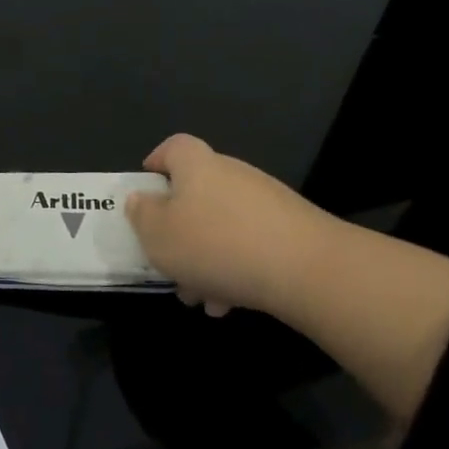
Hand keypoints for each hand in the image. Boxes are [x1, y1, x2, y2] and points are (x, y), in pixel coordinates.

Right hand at [124, 134, 337, 316]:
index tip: (146, 187)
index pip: (174, 146)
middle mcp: (233, 175)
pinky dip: (236, 268)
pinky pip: (251, 244)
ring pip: (223, 225)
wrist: (307, 270)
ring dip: (206, 257)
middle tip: (168, 262)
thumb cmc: (215, 244)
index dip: (157, 161)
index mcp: (198, 166)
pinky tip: (230, 302)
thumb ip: (142, 214)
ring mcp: (267, 202)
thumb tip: (141, 199)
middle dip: (180, 229)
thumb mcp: (158, 234)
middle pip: (198, 192)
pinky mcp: (294, 230)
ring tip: (199, 295)